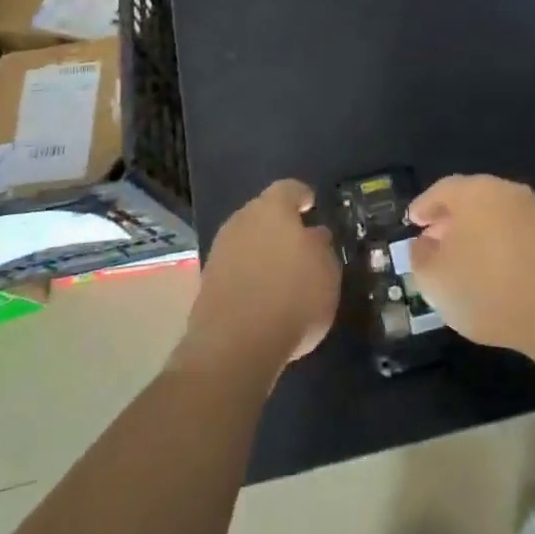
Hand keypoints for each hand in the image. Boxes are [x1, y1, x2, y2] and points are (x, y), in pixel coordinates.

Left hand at [179, 179, 339, 371]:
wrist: (234, 345)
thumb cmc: (292, 297)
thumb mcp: (327, 271)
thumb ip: (321, 246)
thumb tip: (313, 235)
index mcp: (272, 208)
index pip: (289, 189)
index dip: (303, 196)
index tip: (312, 206)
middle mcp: (241, 220)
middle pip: (263, 214)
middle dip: (280, 226)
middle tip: (300, 244)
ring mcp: (220, 251)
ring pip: (247, 241)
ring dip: (263, 252)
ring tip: (283, 275)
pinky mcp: (207, 282)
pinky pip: (236, 268)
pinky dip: (249, 276)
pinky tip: (263, 297)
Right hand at [407, 175, 534, 353]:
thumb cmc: (485, 287)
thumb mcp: (434, 278)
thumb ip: (420, 256)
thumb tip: (424, 244)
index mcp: (473, 191)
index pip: (440, 191)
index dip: (423, 207)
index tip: (411, 223)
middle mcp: (504, 192)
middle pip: (469, 200)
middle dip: (448, 221)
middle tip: (432, 243)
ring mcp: (532, 213)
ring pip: (492, 216)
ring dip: (473, 235)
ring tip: (459, 263)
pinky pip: (512, 234)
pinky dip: (495, 247)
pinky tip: (489, 274)